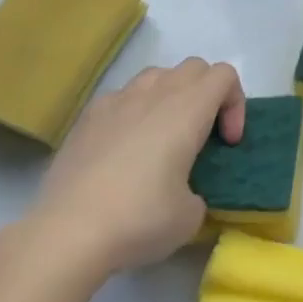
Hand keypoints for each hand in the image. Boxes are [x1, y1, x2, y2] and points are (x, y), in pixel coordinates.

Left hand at [19, 58, 243, 285]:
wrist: (66, 233)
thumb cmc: (139, 218)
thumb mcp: (189, 217)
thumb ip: (198, 193)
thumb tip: (184, 194)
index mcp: (188, 107)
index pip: (225, 75)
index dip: (235, 103)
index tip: (227, 143)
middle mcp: (156, 92)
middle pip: (194, 67)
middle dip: (206, 94)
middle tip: (201, 135)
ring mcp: (118, 100)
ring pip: (156, 75)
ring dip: (169, 95)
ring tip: (162, 136)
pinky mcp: (87, 117)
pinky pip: (121, 97)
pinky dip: (132, 112)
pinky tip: (122, 149)